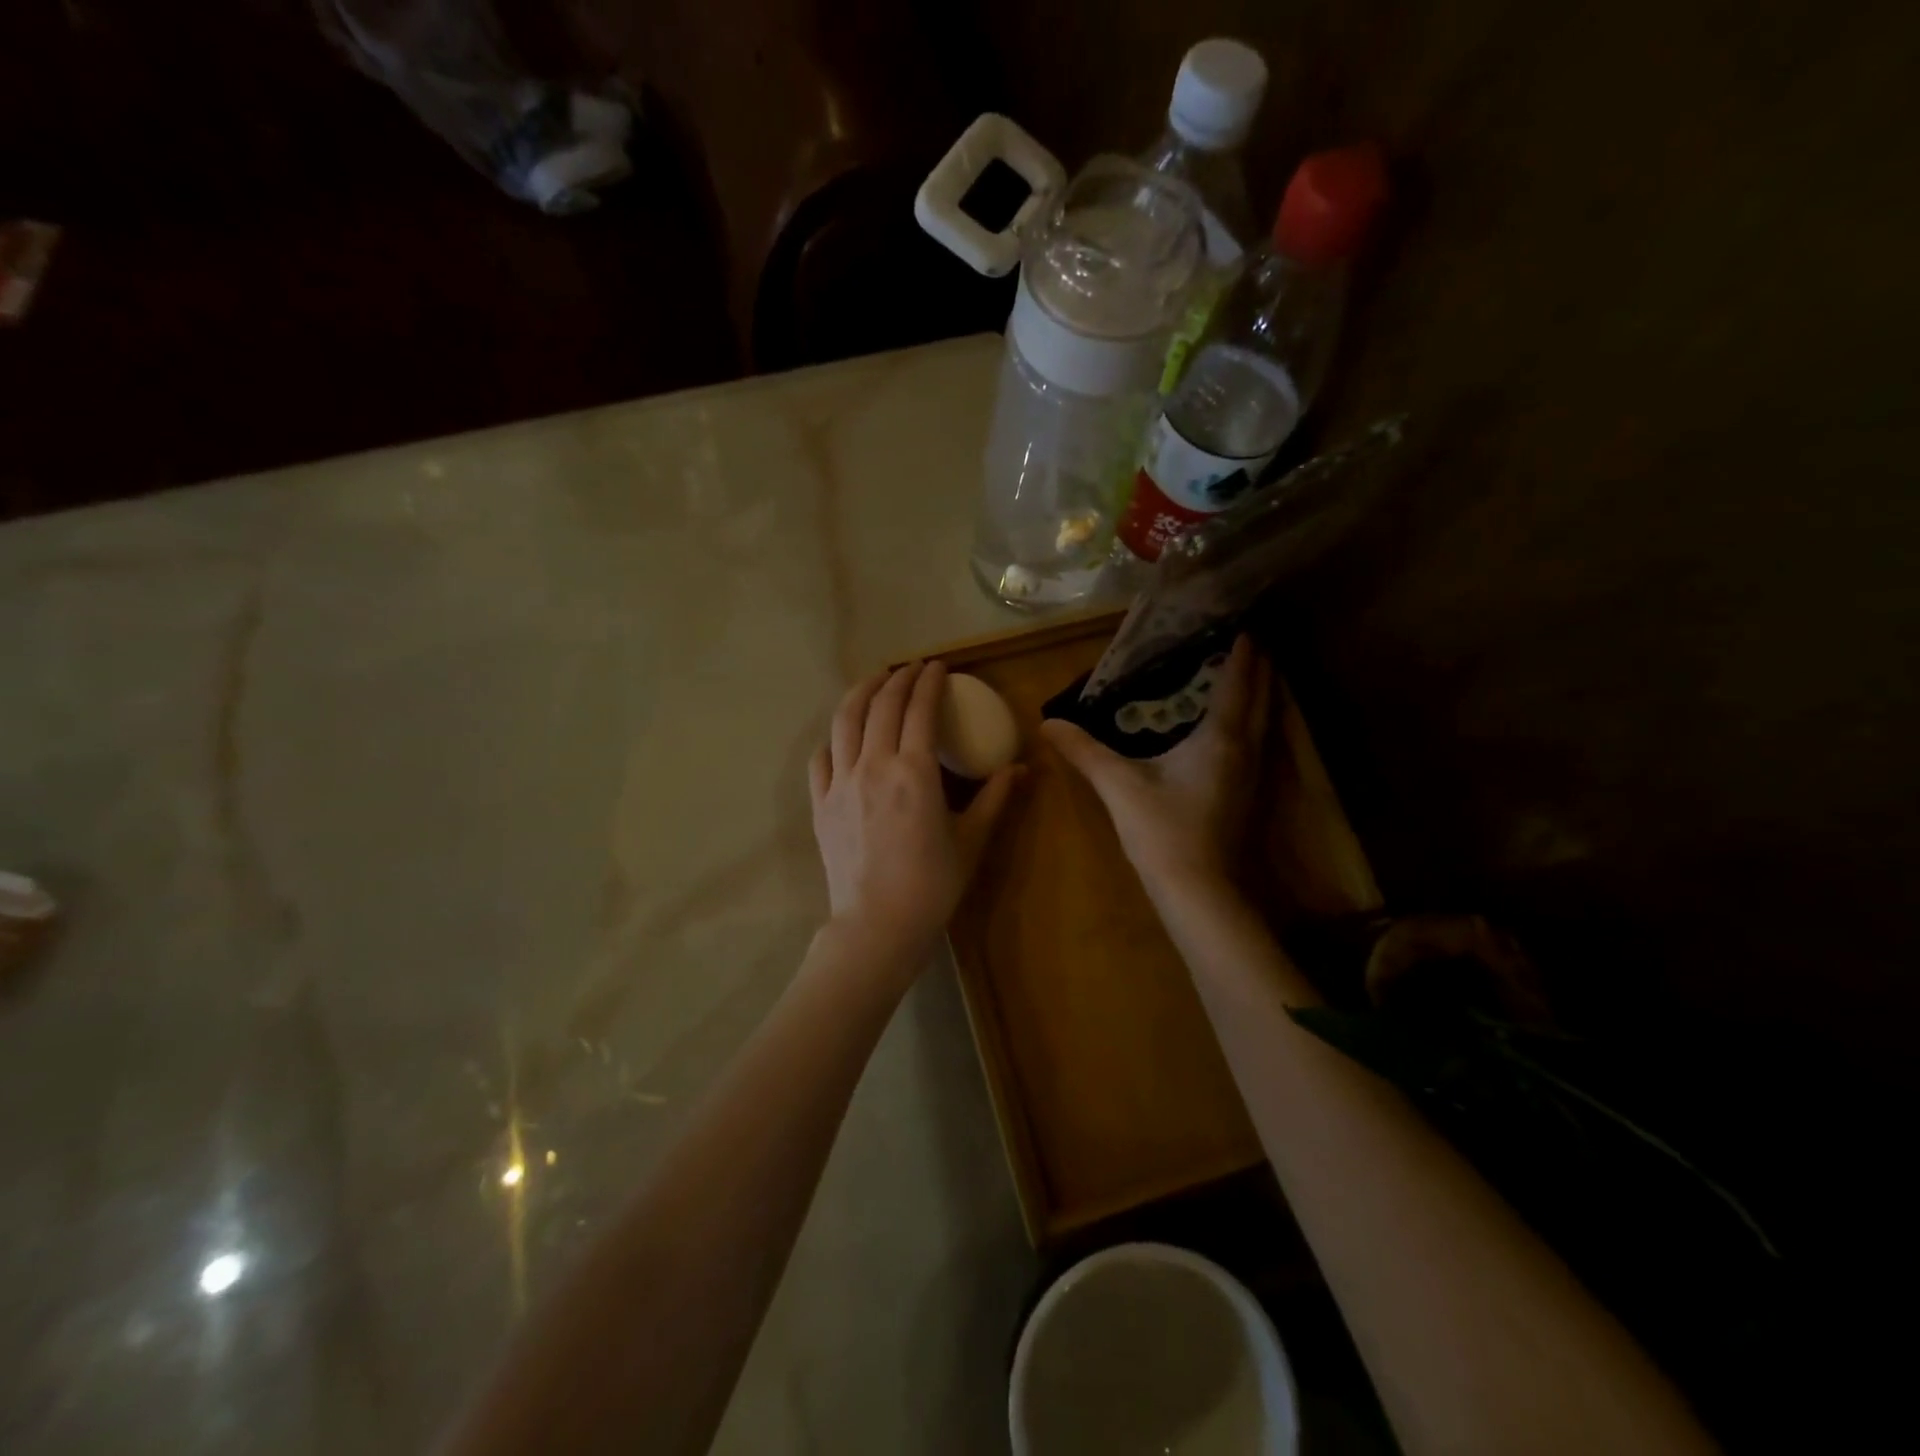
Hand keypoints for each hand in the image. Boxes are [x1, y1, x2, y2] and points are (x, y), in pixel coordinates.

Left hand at [809, 661, 1020, 969]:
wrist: (877, 926)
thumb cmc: (932, 885)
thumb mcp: (971, 840)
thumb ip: (995, 798)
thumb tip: (1021, 768)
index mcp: (914, 771)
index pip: (919, 709)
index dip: (929, 681)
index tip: (938, 667)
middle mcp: (873, 765)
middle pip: (880, 705)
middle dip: (897, 679)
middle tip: (911, 669)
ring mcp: (840, 783)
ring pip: (844, 721)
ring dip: (860, 693)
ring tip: (873, 681)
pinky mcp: (820, 803)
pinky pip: (821, 757)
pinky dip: (834, 737)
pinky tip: (843, 736)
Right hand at [1041, 635, 1271, 899]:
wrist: (1198, 892)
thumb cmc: (1162, 831)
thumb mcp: (1118, 785)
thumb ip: (1084, 750)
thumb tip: (1047, 723)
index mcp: (1220, 737)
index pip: (1239, 680)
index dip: (1244, 650)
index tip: (1242, 621)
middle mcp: (1246, 748)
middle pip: (1264, 696)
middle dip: (1258, 666)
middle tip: (1242, 638)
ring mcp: (1252, 774)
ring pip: (1265, 720)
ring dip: (1258, 693)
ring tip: (1240, 672)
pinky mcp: (1247, 794)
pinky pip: (1256, 741)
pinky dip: (1249, 720)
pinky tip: (1228, 724)